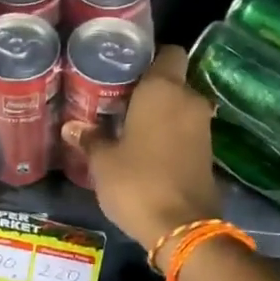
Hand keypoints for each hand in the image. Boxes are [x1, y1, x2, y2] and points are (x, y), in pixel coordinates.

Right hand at [67, 45, 220, 263]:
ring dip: (159, 113)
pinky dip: (169, 133)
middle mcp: (189, 100)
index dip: (148, 56)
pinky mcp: (208, 151)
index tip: (124, 69)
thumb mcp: (103, 161)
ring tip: (127, 125)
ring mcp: (203, 126)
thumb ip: (90, 138)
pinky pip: (185, 129)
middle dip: (149, 87)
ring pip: (179, 105)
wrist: (183, 228)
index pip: (168, 52)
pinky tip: (145, 148)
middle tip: (117, 99)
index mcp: (164, 89)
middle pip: (172, 79)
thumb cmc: (137, 183)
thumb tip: (72, 126)